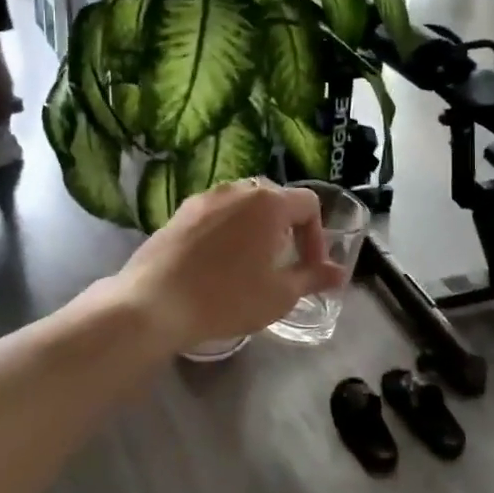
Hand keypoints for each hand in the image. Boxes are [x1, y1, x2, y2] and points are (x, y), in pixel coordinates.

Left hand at [110, 180, 347, 349]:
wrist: (154, 303)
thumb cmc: (227, 298)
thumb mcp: (280, 294)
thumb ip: (313, 278)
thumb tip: (339, 273)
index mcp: (269, 203)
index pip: (308, 204)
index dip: (317, 236)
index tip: (310, 267)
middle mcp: (239, 189)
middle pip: (276, 199)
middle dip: (288, 229)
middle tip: (284, 263)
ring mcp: (206, 197)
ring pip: (244, 204)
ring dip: (257, 227)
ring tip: (252, 262)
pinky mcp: (181, 211)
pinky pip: (218, 212)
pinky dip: (229, 230)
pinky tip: (219, 262)